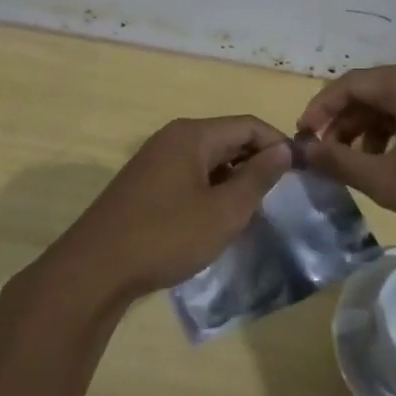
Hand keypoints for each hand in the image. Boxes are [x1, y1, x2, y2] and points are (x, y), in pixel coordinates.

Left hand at [26, 116, 292, 311]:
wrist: (95, 270)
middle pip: (228, 138)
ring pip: (209, 158)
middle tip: (280, 195)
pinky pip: (189, 174)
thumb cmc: (166, 236)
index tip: (301, 173)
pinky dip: (211, 188)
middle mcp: (172, 138)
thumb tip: (283, 150)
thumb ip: (258, 178)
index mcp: (193, 135)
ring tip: (252, 209)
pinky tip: (217, 217)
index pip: (249, 125)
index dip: (278, 145)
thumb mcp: (224, 211)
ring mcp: (154, 160)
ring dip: (234, 178)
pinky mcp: (144, 183)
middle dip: (257, 162)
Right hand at [297, 62, 395, 249]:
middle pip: (374, 90)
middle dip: (346, 121)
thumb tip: (303, 151)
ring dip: (373, 128)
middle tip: (328, 154)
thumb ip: (340, 162)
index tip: (303, 139)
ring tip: (361, 164)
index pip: (349, 84)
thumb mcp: (387, 180)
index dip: (319, 109)